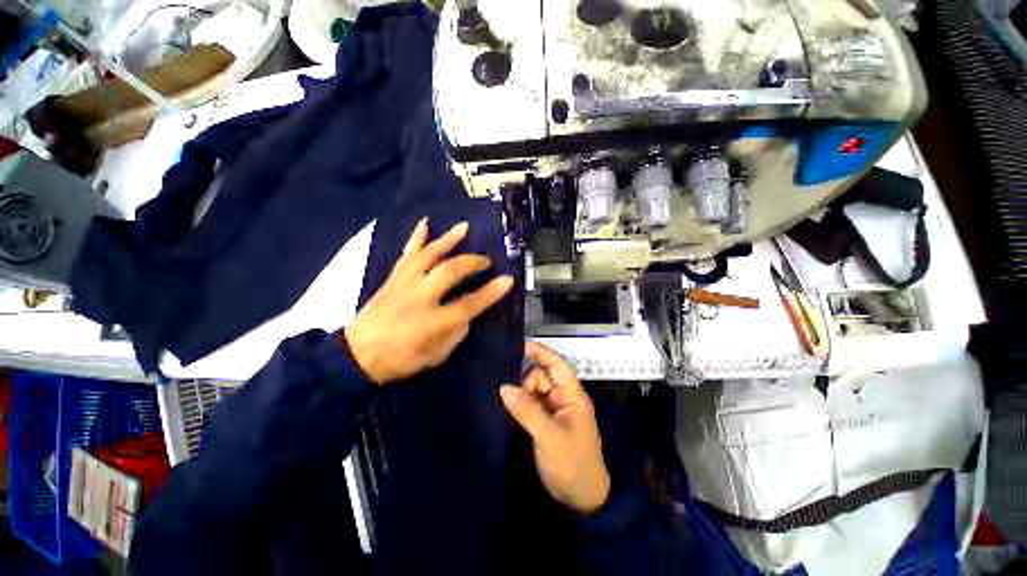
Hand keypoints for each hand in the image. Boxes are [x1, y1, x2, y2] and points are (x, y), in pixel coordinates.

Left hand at [344, 218, 513, 384]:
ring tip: (464, 227)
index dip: (491, 292)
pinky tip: (424, 223)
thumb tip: (467, 313)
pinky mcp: (393, 278)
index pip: (469, 304)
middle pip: (450, 271)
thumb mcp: (436, 356)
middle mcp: (419, 297)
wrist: (357, 355)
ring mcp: (404, 283)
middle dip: (472, 262)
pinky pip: (407, 253)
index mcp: (432, 322)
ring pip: (429, 255)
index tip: (508, 280)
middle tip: (486, 260)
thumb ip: (456, 332)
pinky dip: (416, 237)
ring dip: (448, 240)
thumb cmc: (400, 359)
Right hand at [500, 342, 610, 513]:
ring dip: (522, 396)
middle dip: (527, 384)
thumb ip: (526, 410)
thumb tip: (504, 387)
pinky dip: (521, 405)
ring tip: (515, 412)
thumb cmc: (572, 463)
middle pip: (541, 376)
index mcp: (572, 395)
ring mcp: (553, 410)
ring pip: (533, 390)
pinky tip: (511, 410)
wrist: (580, 498)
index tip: (520, 345)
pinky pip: (530, 404)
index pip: (556, 364)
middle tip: (517, 403)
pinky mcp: (544, 422)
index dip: (540, 352)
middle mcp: (562, 398)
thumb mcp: (549, 436)